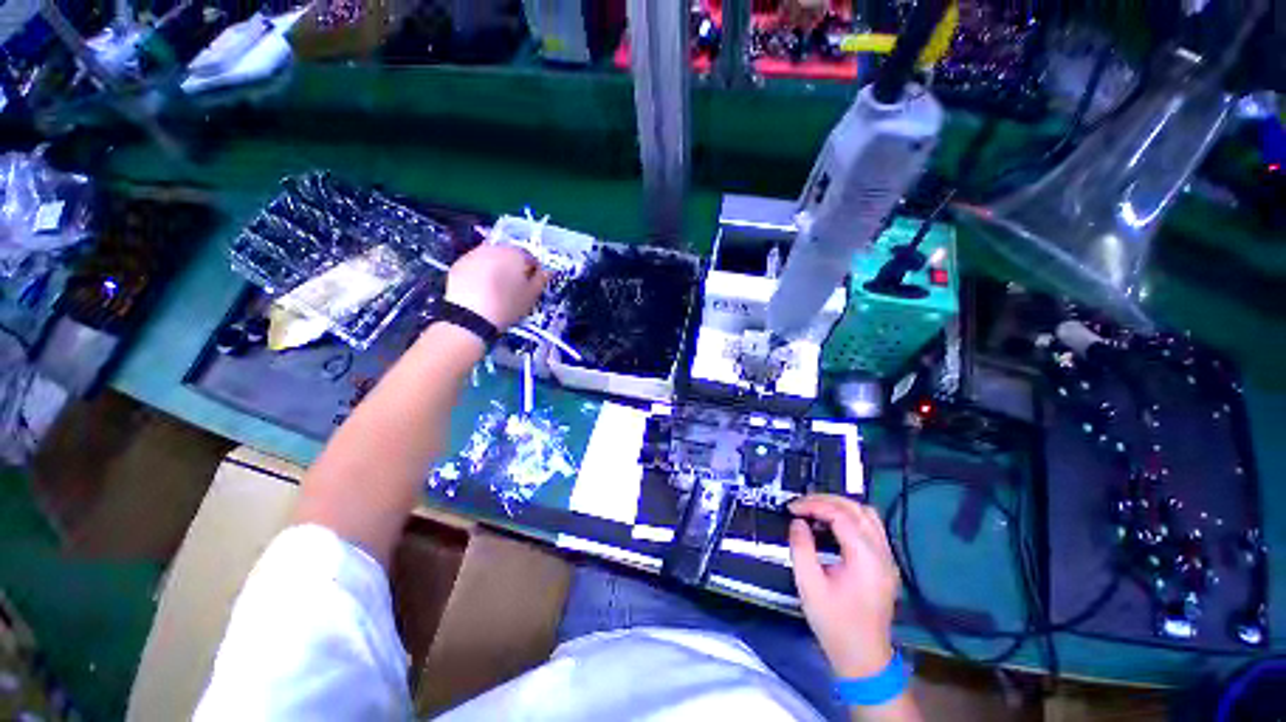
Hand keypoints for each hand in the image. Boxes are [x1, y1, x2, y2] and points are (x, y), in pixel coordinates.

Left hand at [445, 244, 549, 330]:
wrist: (471, 317)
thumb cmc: (508, 305)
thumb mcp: (531, 296)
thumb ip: (541, 280)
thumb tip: (547, 271)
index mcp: (515, 253)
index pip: (530, 258)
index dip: (533, 272)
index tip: (531, 286)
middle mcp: (494, 248)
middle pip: (509, 255)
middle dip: (513, 268)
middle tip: (514, 288)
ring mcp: (474, 254)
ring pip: (491, 259)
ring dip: (497, 269)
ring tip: (497, 289)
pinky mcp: (458, 264)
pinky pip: (476, 266)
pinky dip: (480, 274)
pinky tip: (482, 290)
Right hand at [789, 494, 899, 678]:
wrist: (863, 658)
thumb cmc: (834, 623)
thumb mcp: (809, 586)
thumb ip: (801, 548)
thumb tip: (797, 522)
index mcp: (866, 559)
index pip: (841, 515)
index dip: (814, 505)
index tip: (791, 508)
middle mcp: (882, 554)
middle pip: (857, 509)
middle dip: (826, 500)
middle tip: (800, 505)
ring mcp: (887, 558)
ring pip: (867, 514)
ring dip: (840, 506)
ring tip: (814, 510)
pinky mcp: (885, 564)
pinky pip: (870, 527)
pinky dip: (850, 517)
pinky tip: (832, 524)